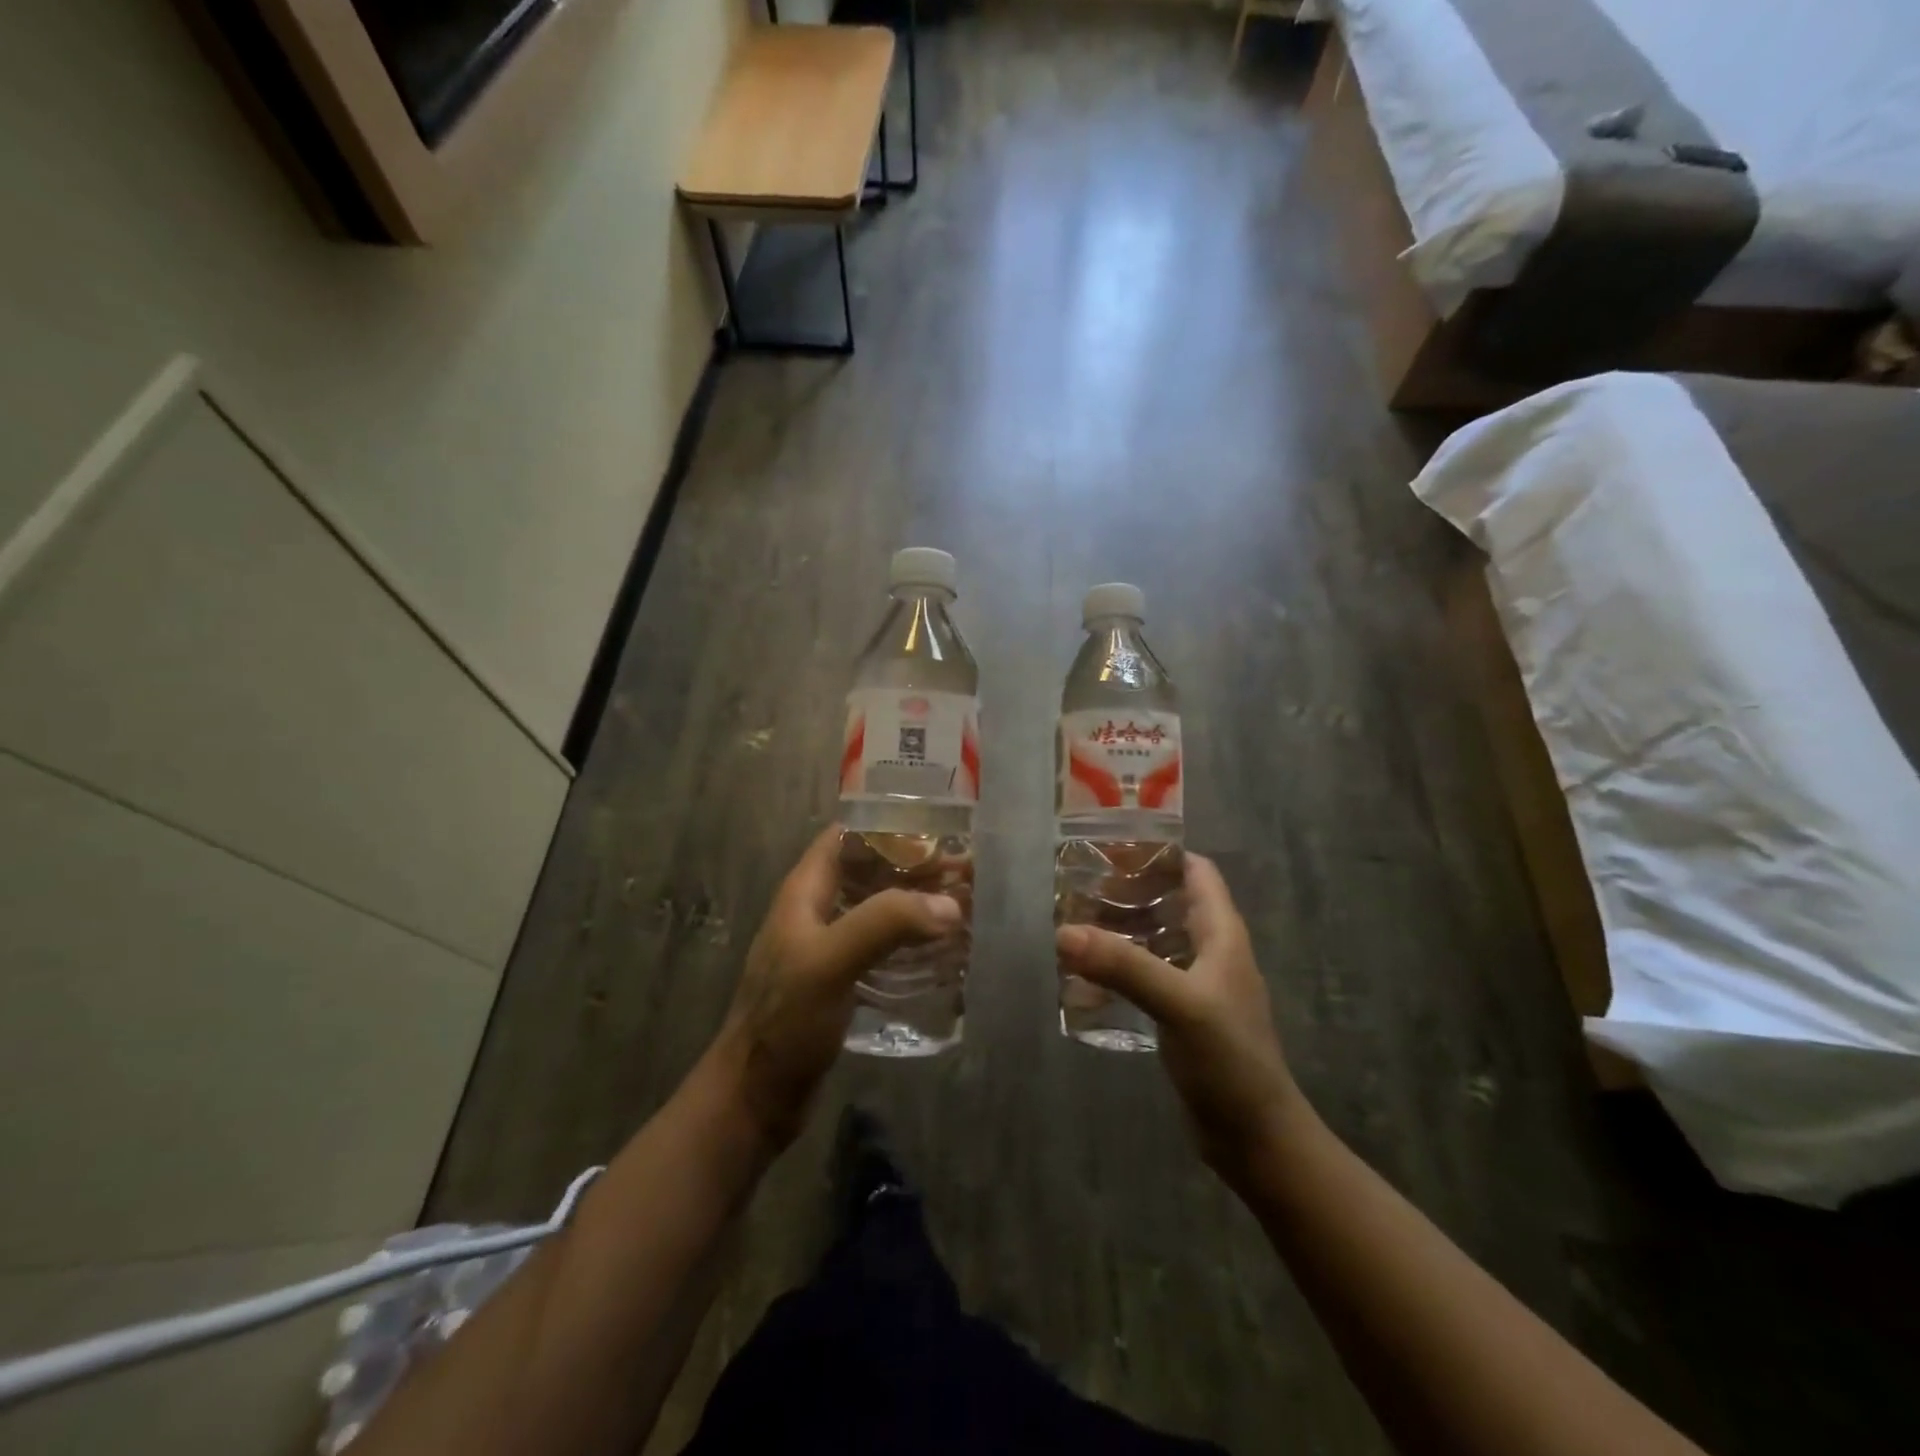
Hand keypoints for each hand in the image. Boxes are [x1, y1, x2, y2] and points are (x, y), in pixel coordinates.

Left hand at [711, 826, 963, 1147]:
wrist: (755, 1096)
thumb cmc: (785, 1020)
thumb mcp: (830, 962)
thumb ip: (885, 924)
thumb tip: (949, 906)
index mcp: (805, 892)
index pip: (847, 837)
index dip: (889, 828)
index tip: (938, 834)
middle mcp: (817, 911)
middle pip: (870, 872)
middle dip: (915, 868)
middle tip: (966, 874)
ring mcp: (829, 948)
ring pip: (879, 910)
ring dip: (917, 906)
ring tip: (964, 908)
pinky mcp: (843, 981)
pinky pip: (882, 948)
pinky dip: (911, 942)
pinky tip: (943, 953)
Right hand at [1055, 855, 1303, 1186]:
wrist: (1255, 1138)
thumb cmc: (1230, 1060)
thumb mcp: (1180, 1004)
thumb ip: (1125, 966)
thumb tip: (1064, 932)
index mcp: (1222, 933)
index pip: (1196, 871)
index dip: (1160, 852)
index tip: (1110, 846)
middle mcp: (1210, 950)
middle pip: (1169, 901)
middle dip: (1128, 889)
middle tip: (1077, 885)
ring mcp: (1196, 984)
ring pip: (1155, 938)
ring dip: (1121, 928)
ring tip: (1073, 921)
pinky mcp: (1181, 1015)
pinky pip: (1147, 975)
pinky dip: (1120, 967)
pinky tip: (1087, 974)